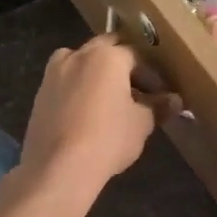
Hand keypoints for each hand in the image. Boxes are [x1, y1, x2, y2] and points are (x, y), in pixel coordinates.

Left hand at [19, 36, 178, 195]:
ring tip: (109, 99)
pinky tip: (87, 112)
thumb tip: (175, 100)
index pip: (138, 56)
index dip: (152, 74)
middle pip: (106, 50)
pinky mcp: (40, 93)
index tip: (161, 94)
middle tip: (137, 90)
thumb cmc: (108, 138)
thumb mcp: (142, 123)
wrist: (59, 167)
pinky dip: (79, 88)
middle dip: (123, 65)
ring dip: (97, 73)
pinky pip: (66, 82)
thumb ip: (158, 106)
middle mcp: (78, 55)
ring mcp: (54, 73)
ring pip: (81, 62)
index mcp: (108, 56)